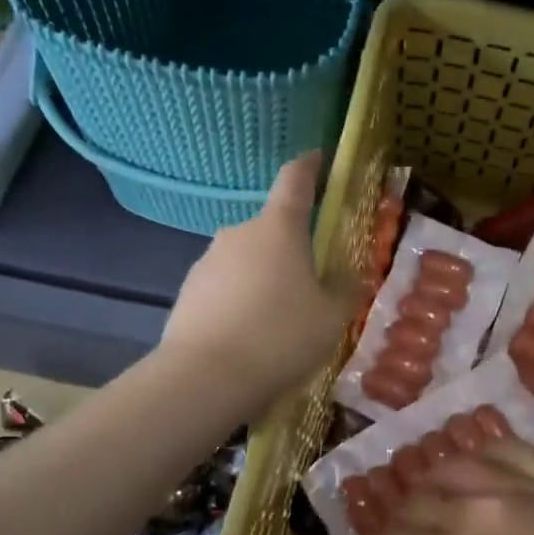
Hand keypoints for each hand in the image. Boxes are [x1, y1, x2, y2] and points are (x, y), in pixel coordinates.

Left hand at [162, 151, 353, 407]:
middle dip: (291, 249)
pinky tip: (249, 338)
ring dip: (264, 279)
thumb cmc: (281, 337)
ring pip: (246, 262)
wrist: (206, 378)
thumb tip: (346, 273)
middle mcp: (238, 233)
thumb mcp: (332, 316)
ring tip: (278, 323)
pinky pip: (224, 289)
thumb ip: (344, 288)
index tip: (319, 157)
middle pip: (271, 230)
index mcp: (278, 228)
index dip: (310, 166)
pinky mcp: (187, 293)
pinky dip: (240, 303)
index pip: (295, 179)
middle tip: (311, 286)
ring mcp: (207, 262)